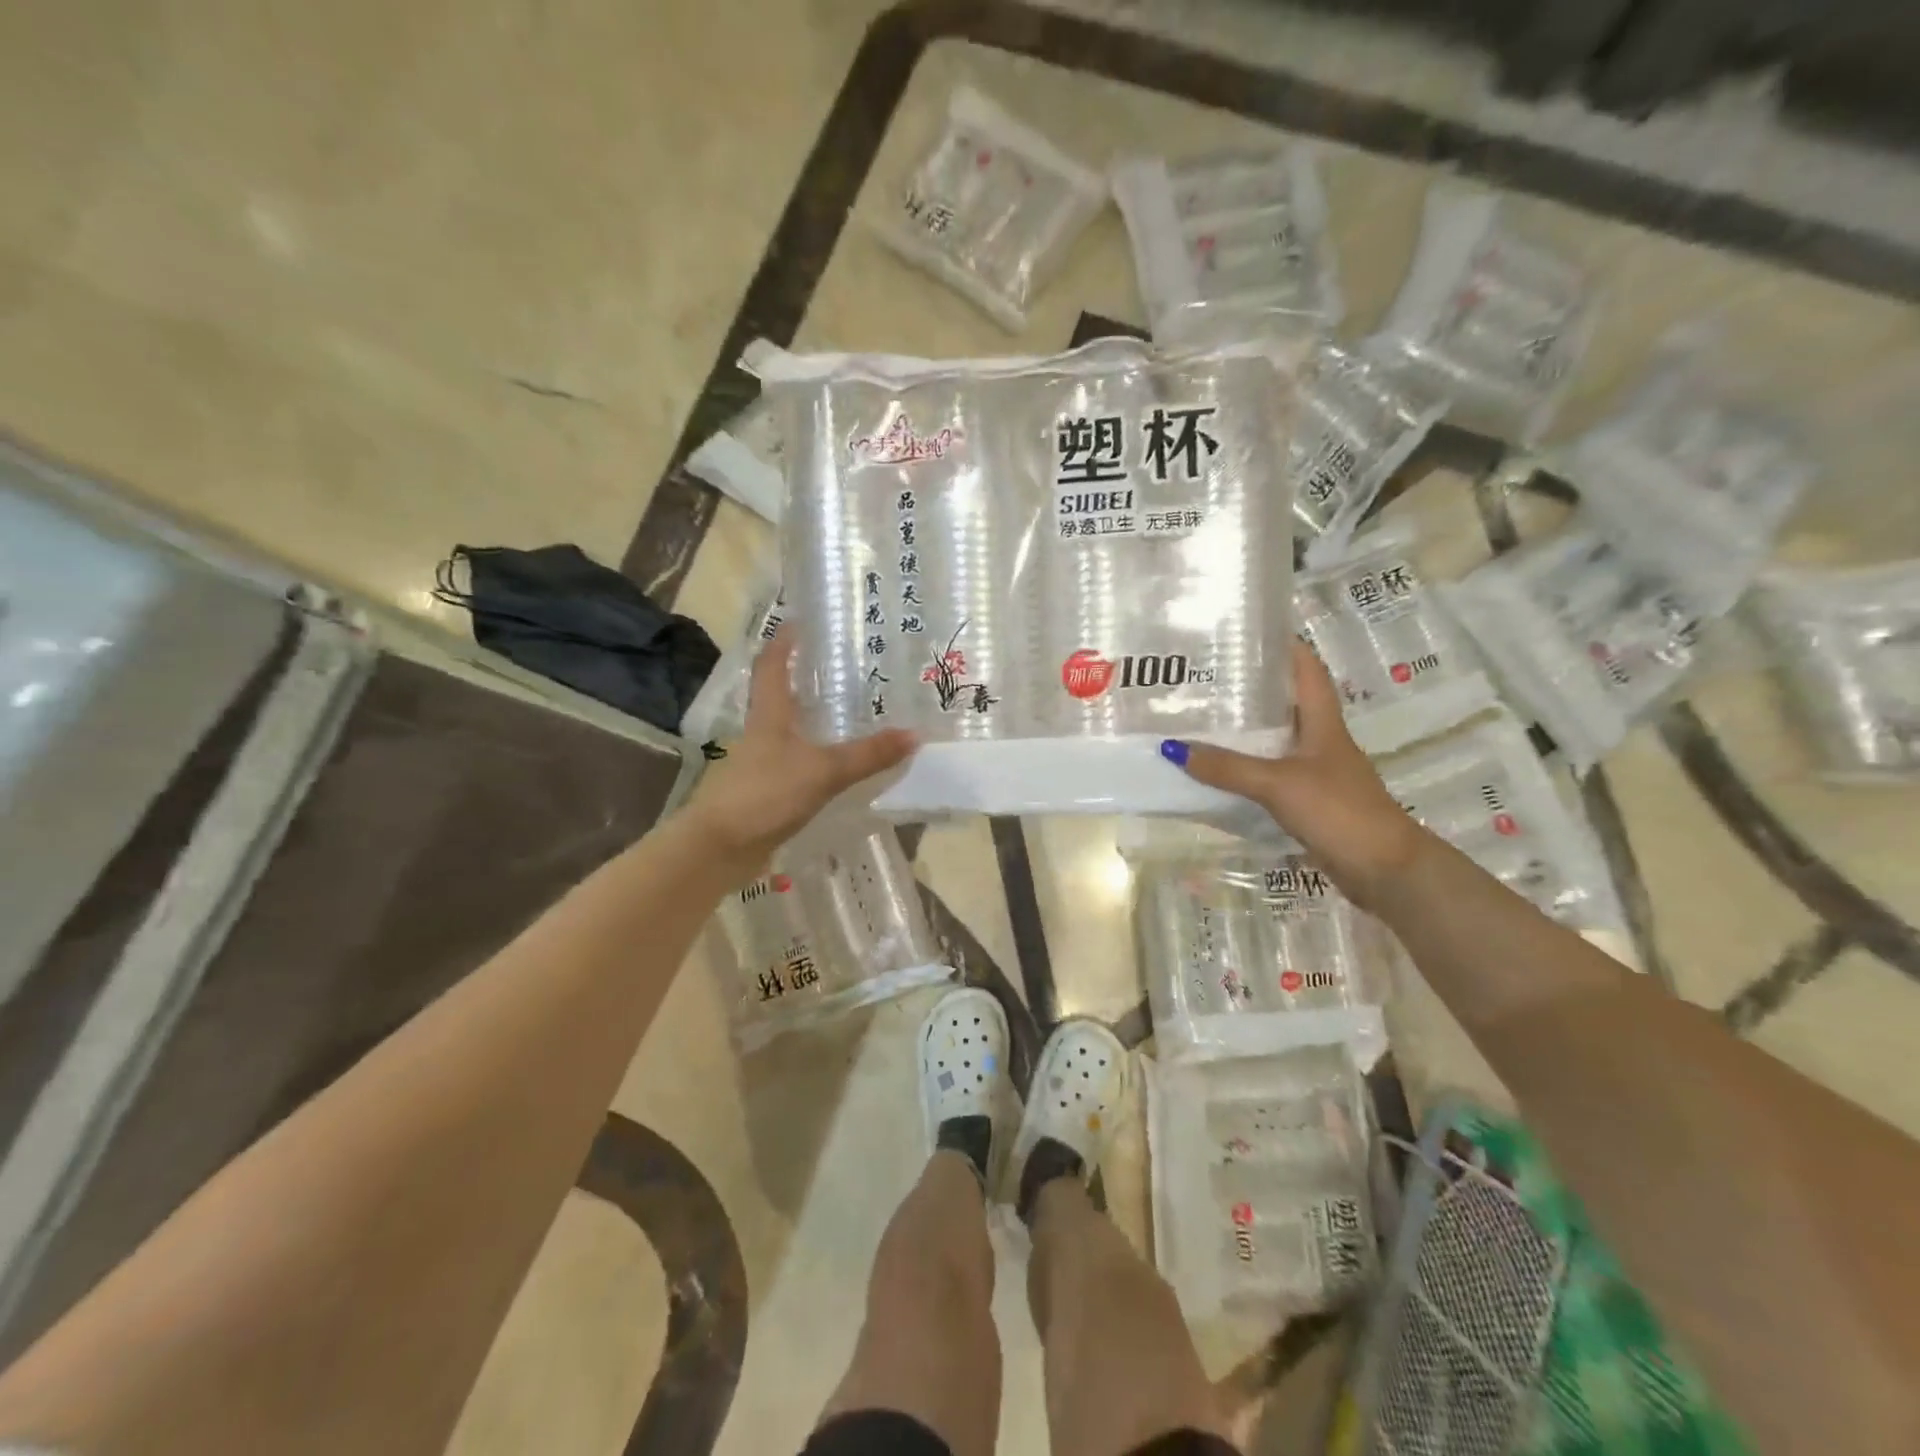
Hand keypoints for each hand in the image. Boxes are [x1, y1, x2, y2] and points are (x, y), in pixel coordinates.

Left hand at [683, 627, 915, 874]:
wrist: (720, 847)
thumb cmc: (765, 794)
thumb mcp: (823, 771)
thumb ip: (868, 755)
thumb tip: (915, 734)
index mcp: (769, 714)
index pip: (772, 666)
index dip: (783, 642)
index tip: (800, 622)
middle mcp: (763, 732)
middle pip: (781, 695)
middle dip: (806, 678)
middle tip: (842, 666)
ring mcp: (762, 762)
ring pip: (790, 729)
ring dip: (813, 718)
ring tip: (849, 711)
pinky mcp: (767, 790)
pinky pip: (796, 762)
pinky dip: (816, 755)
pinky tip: (839, 763)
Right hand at [1161, 638, 1426, 909]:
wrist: (1383, 869)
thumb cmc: (1338, 810)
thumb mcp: (1279, 783)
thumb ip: (1228, 768)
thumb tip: (1172, 749)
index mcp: (1322, 722)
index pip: (1307, 669)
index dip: (1285, 645)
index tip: (1249, 629)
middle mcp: (1319, 740)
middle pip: (1285, 702)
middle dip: (1251, 687)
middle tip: (1205, 675)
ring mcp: (1314, 771)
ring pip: (1274, 739)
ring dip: (1245, 729)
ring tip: (1200, 716)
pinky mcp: (1307, 799)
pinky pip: (1269, 773)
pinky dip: (1245, 767)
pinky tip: (1216, 769)